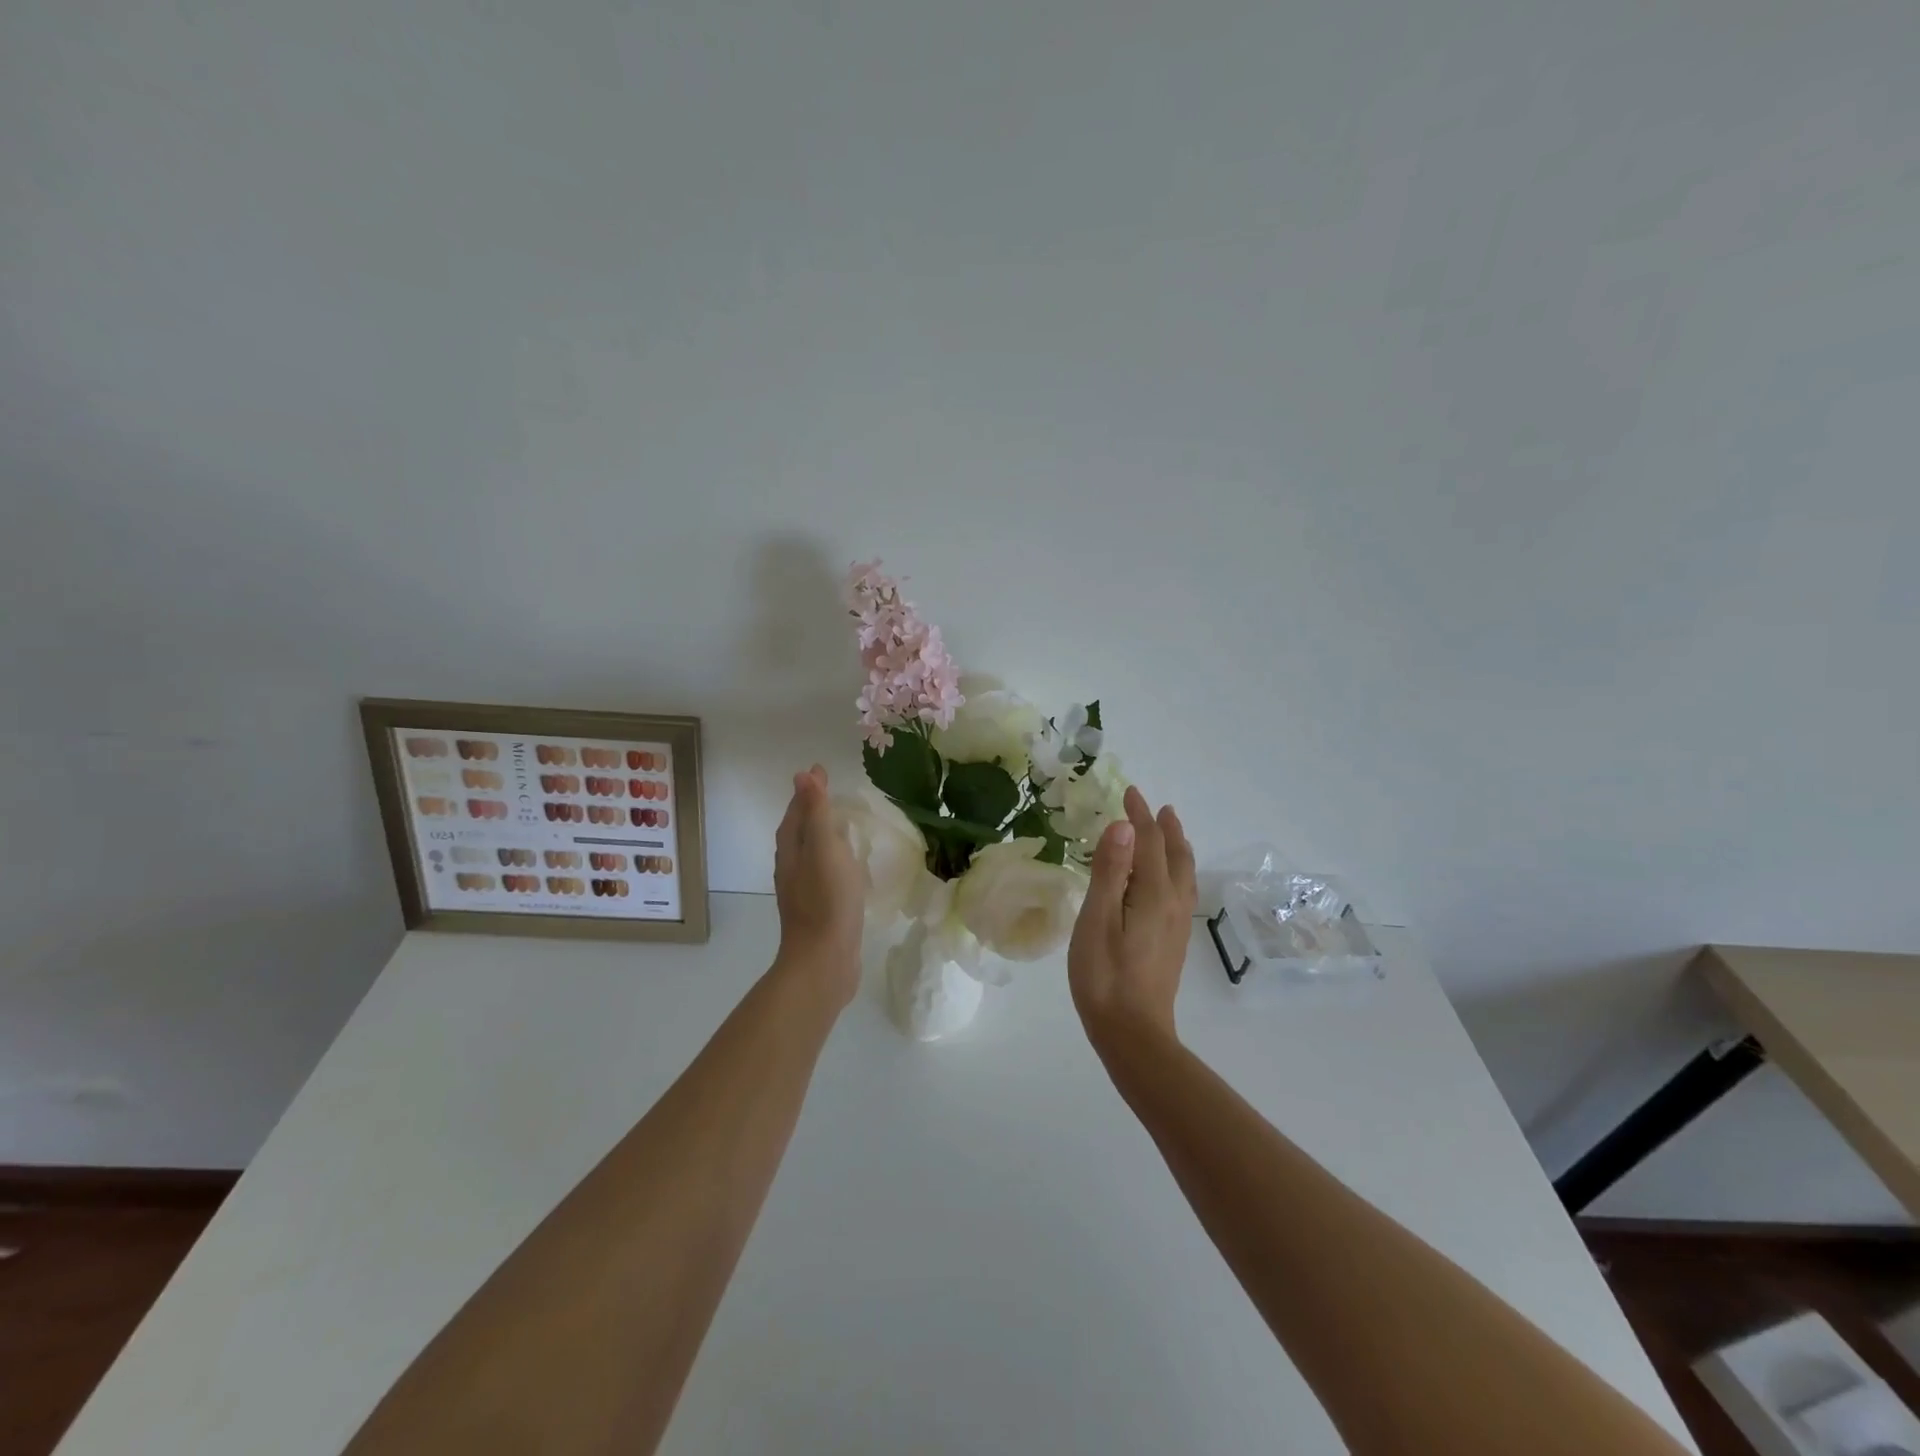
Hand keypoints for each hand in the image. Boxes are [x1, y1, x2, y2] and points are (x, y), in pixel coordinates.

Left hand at [772, 765, 864, 1009]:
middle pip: (799, 831)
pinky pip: (824, 873)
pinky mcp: (819, 908)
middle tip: (834, 793)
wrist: (824, 961)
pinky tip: (849, 866)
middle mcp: (792, 867)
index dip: (808, 791)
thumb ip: (816, 812)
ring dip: (823, 834)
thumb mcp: (824, 849)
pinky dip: (833, 859)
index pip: (796, 811)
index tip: (822, 770)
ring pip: (811, 853)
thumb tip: (803, 775)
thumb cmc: (826, 900)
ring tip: (844, 824)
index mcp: (791, 850)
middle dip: (813, 810)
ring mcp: (804, 890)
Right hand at [1068, 786, 1197, 1049]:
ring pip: (1184, 874)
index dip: (1140, 816)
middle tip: (1158, 808)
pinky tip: (1169, 882)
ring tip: (1170, 834)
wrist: (1133, 1032)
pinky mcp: (1174, 942)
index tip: (1129, 792)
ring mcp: (1176, 925)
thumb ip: (1111, 870)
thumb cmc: (1104, 975)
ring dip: (1176, 848)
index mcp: (1153, 893)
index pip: (1150, 842)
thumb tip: (1124, 825)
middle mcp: (1172, 903)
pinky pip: (1182, 891)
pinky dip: (1177, 871)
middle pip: (1175, 856)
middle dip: (1165, 829)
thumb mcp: (1097, 919)